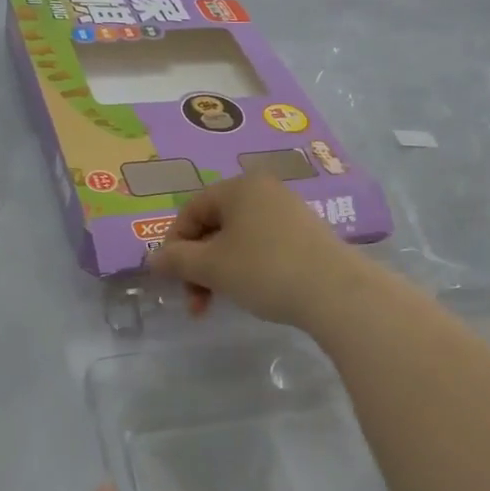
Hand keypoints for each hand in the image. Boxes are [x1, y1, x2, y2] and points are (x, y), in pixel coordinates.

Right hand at [149, 172, 372, 327]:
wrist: (337, 292)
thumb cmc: (265, 270)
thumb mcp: (211, 267)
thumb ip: (176, 260)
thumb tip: (152, 259)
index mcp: (239, 187)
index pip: (191, 211)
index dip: (174, 245)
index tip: (173, 280)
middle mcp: (265, 191)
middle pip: (214, 226)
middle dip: (198, 265)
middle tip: (196, 302)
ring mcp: (290, 212)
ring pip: (238, 240)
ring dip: (220, 271)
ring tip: (221, 302)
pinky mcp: (308, 235)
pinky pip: (264, 246)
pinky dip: (248, 268)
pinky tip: (254, 293)